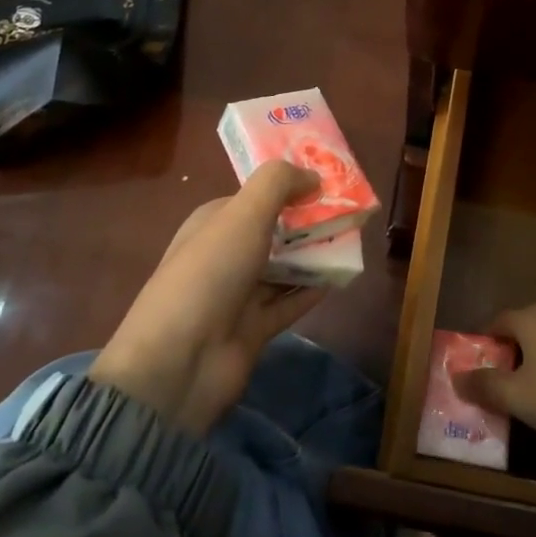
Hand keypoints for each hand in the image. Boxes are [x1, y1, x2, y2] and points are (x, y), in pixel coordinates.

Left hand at [89, 162, 327, 434]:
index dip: (288, 187)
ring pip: (284, 267)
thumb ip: (278, 184)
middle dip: (307, 221)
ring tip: (354, 238)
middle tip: (350, 211)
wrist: (181, 360)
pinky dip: (313, 290)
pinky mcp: (254, 328)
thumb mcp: (243, 214)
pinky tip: (342, 276)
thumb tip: (313, 175)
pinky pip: (290, 303)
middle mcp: (224, 255)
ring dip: (314, 255)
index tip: (327, 180)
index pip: (253, 197)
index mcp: (212, 224)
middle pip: (273, 232)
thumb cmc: (210, 274)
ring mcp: (238, 295)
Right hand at [451, 305, 535, 446]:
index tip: (477, 368)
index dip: (483, 344)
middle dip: (508, 352)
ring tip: (527, 389)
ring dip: (534, 360)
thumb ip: (482, 384)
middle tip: (499, 381)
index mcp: (529, 318)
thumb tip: (457, 378)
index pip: (496, 322)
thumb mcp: (513, 395)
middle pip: (521, 330)